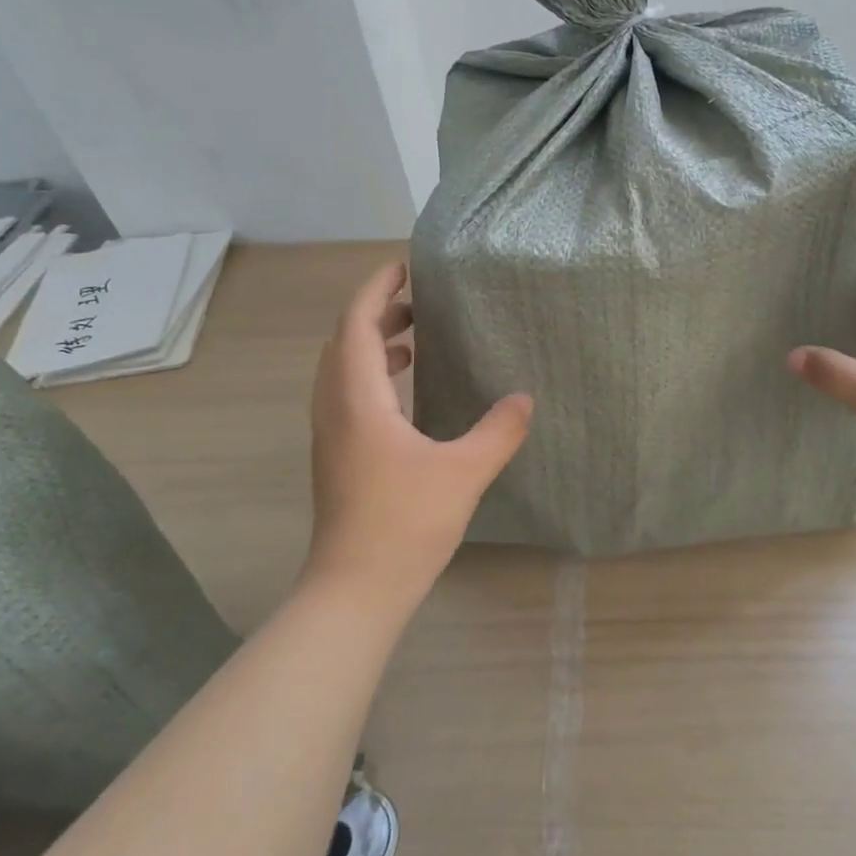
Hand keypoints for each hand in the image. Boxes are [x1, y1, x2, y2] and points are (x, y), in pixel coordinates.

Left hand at [305, 261, 532, 599]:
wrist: (356, 588)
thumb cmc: (406, 523)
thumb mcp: (464, 472)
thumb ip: (498, 431)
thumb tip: (524, 399)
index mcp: (357, 399)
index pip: (356, 323)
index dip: (377, 289)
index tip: (405, 267)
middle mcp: (335, 407)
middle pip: (344, 341)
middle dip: (377, 312)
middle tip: (419, 301)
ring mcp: (331, 434)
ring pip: (342, 370)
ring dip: (371, 344)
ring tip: (413, 337)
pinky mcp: (338, 456)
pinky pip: (348, 395)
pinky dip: (371, 376)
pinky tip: (405, 392)